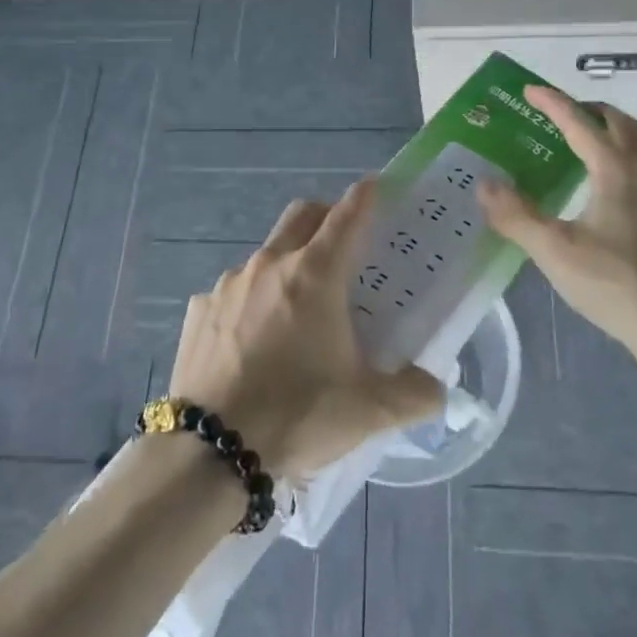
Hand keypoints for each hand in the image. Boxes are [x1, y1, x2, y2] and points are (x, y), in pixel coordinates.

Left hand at [169, 180, 443, 479]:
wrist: (209, 452)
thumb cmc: (297, 415)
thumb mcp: (368, 410)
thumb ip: (414, 394)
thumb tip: (438, 390)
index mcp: (315, 274)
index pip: (346, 216)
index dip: (364, 195)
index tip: (375, 183)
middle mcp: (270, 265)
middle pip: (302, 215)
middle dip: (325, 215)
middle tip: (342, 241)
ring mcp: (228, 284)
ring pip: (265, 255)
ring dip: (286, 264)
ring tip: (296, 308)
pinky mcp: (198, 310)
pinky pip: (231, 292)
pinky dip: (249, 302)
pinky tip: (252, 341)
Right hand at [478, 86, 636, 349]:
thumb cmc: (615, 283)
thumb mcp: (555, 250)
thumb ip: (516, 216)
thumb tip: (484, 184)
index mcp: (616, 172)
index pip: (580, 124)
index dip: (553, 103)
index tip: (528, 90)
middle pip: (622, 125)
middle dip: (590, 111)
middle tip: (561, 114)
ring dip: (611, 132)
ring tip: (581, 143)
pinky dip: (620, 159)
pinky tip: (599, 188)